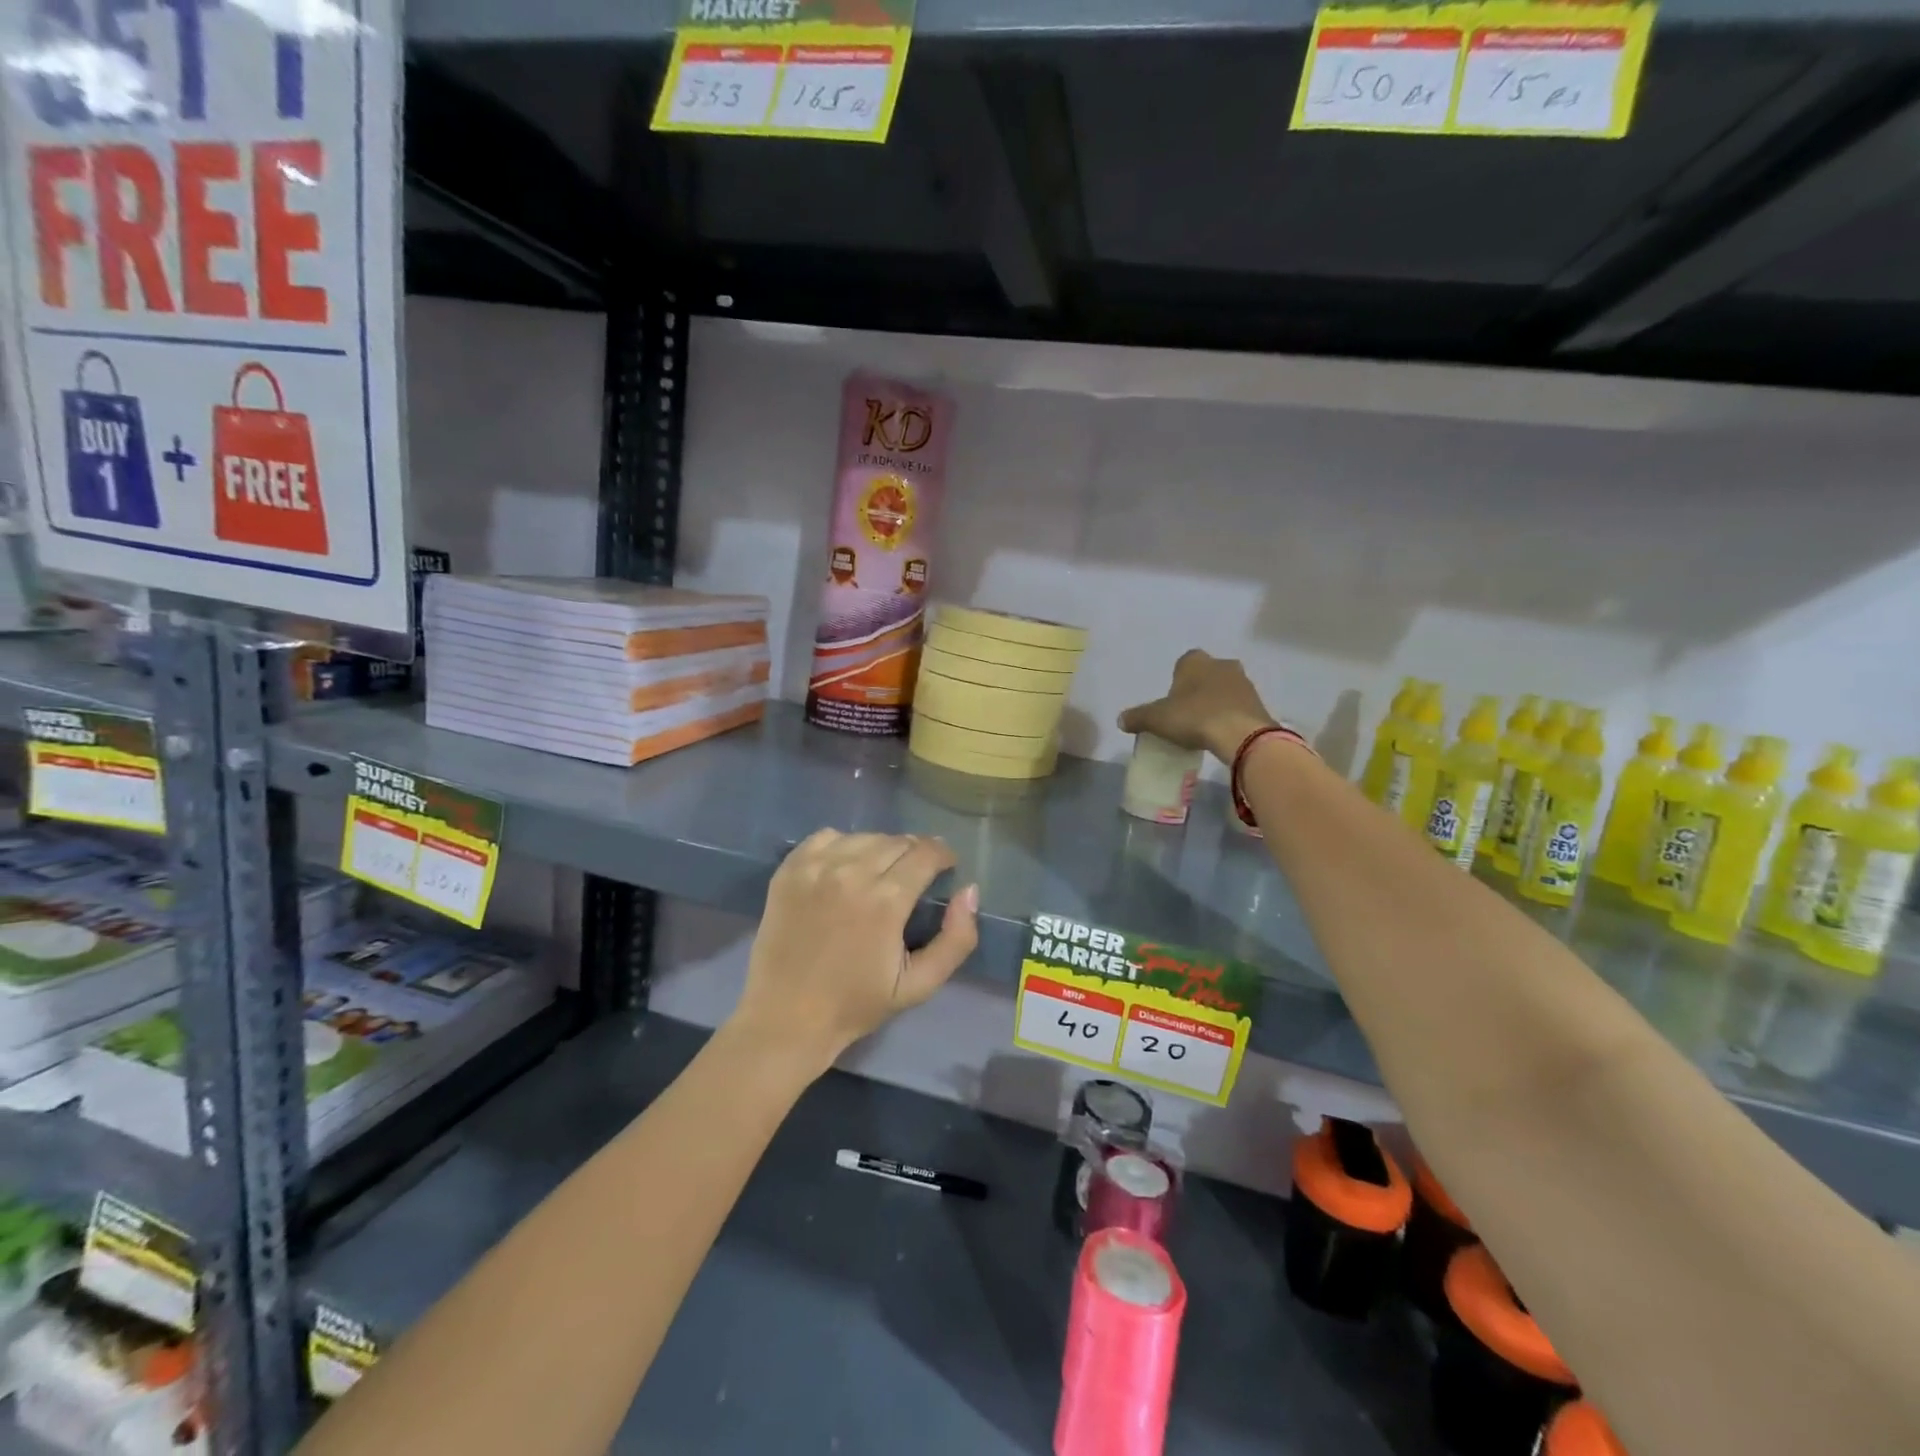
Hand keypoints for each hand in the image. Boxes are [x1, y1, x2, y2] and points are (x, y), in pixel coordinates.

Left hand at [733, 830, 979, 1071]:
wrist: (786, 1018)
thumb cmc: (856, 1004)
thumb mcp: (919, 985)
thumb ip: (956, 939)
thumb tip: (969, 891)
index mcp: (885, 901)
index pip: (926, 853)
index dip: (943, 855)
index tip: (946, 867)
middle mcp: (850, 873)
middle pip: (897, 841)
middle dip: (915, 853)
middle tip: (916, 875)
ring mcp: (815, 868)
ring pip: (864, 836)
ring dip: (881, 848)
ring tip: (882, 871)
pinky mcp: (789, 869)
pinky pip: (826, 837)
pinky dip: (843, 844)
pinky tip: (845, 866)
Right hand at [1119, 649, 1275, 763]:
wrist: (1240, 735)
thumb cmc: (1194, 717)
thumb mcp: (1156, 719)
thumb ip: (1137, 717)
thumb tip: (1120, 720)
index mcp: (1195, 661)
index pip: (1183, 663)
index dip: (1176, 681)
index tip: (1171, 702)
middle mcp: (1222, 664)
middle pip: (1205, 675)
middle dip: (1197, 690)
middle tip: (1186, 714)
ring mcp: (1244, 682)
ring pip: (1224, 689)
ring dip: (1215, 702)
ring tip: (1204, 727)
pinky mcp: (1258, 702)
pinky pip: (1238, 706)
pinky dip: (1230, 716)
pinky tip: (1221, 734)